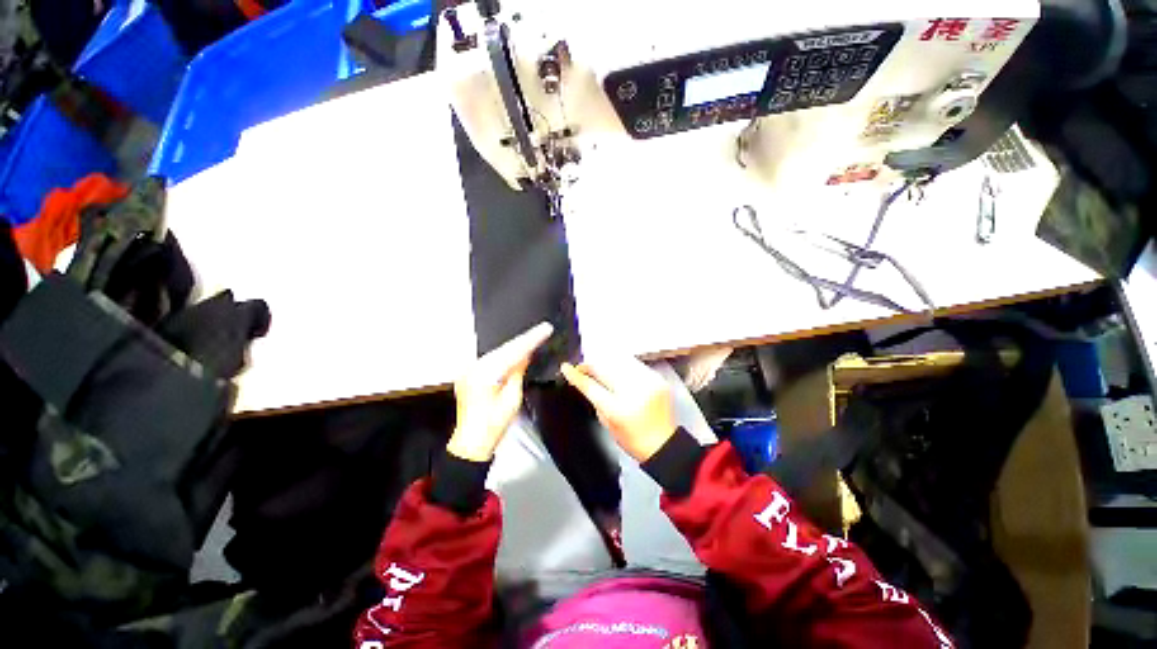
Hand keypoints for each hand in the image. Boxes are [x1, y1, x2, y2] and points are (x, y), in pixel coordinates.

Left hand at [447, 322, 552, 461]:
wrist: (471, 443)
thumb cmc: (494, 425)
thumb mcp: (512, 398)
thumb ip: (518, 372)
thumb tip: (526, 354)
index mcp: (485, 373)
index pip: (513, 351)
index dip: (531, 339)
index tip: (545, 329)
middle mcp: (474, 367)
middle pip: (504, 348)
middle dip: (524, 340)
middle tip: (543, 330)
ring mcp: (469, 370)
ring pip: (497, 352)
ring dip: (515, 347)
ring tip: (533, 338)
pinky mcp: (469, 374)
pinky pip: (490, 359)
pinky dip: (504, 355)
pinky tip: (516, 352)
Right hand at [561, 357, 675, 461]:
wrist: (664, 444)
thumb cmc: (633, 439)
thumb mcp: (608, 422)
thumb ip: (596, 399)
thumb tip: (587, 380)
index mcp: (619, 410)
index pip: (592, 387)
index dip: (577, 376)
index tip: (566, 367)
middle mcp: (635, 392)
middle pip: (606, 369)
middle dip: (592, 365)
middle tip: (583, 368)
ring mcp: (649, 383)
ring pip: (620, 362)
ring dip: (607, 363)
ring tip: (600, 368)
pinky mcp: (658, 378)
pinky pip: (635, 365)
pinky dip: (624, 366)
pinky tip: (619, 372)